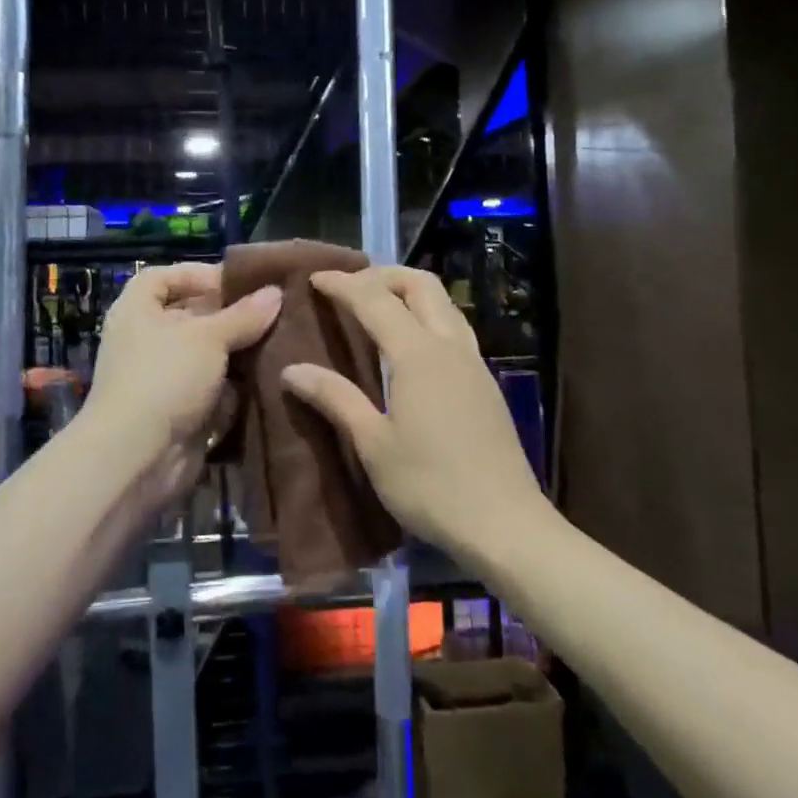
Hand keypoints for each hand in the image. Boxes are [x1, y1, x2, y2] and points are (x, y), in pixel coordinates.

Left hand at [82, 263, 281, 499]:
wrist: (137, 456)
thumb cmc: (165, 377)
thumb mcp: (209, 337)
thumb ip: (244, 315)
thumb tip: (275, 293)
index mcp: (138, 310)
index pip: (163, 277)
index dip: (198, 275)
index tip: (238, 284)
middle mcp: (146, 339)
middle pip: (191, 316)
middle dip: (230, 316)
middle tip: (273, 313)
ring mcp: (162, 377)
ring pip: (206, 355)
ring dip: (238, 352)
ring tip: (280, 343)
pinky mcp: (179, 410)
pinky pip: (212, 388)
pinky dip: (235, 385)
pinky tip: (269, 378)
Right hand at [281, 266, 549, 560]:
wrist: (504, 523)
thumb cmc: (430, 485)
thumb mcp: (373, 444)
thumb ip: (335, 398)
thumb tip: (292, 369)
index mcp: (418, 354)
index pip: (374, 300)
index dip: (343, 284)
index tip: (314, 278)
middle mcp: (449, 346)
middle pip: (420, 285)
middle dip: (383, 275)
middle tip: (350, 287)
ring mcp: (474, 362)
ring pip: (444, 303)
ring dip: (409, 292)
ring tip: (378, 307)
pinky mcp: (486, 383)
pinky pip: (454, 328)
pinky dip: (427, 316)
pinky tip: (411, 346)